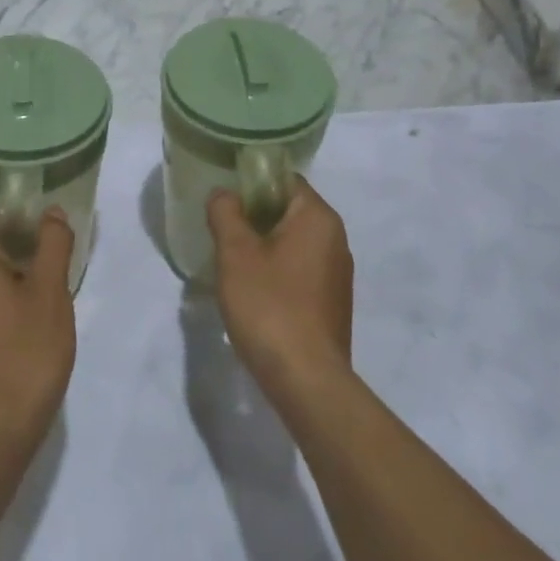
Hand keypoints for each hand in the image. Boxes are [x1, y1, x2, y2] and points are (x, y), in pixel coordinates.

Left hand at [0, 199, 75, 448]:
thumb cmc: (24, 352)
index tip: (39, 214)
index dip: (9, 203)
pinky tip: (22, 314)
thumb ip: (52, 244)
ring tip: (42, 283)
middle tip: (49, 249)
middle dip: (12, 237)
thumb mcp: (51, 292)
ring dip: (4, 267)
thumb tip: (50, 213)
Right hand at [207, 180, 353, 402]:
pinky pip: (300, 270)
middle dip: (253, 219)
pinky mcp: (333, 302)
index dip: (250, 185)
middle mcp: (336, 238)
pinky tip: (254, 295)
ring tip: (232, 267)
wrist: (307, 379)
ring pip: (293, 243)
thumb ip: (225, 213)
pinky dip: (277, 272)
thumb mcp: (235, 254)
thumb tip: (223, 194)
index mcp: (318, 217)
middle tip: (221, 236)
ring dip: (263, 248)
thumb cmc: (269, 306)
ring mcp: (338, 272)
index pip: (283, 180)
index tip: (223, 204)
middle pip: (288, 211)